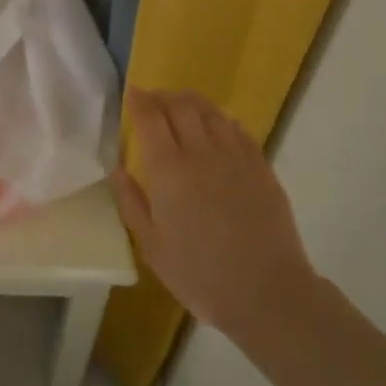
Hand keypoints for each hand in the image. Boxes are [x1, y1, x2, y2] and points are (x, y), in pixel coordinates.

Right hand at [112, 89, 318, 348]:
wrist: (267, 292)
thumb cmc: (200, 274)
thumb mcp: (152, 246)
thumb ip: (131, 202)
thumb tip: (118, 169)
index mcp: (168, 169)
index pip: (150, 117)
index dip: (138, 100)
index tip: (130, 93)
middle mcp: (201, 151)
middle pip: (180, 105)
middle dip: (162, 96)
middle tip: (152, 100)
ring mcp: (235, 155)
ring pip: (210, 111)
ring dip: (190, 101)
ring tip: (180, 105)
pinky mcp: (260, 165)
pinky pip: (236, 128)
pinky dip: (219, 119)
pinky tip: (215, 126)